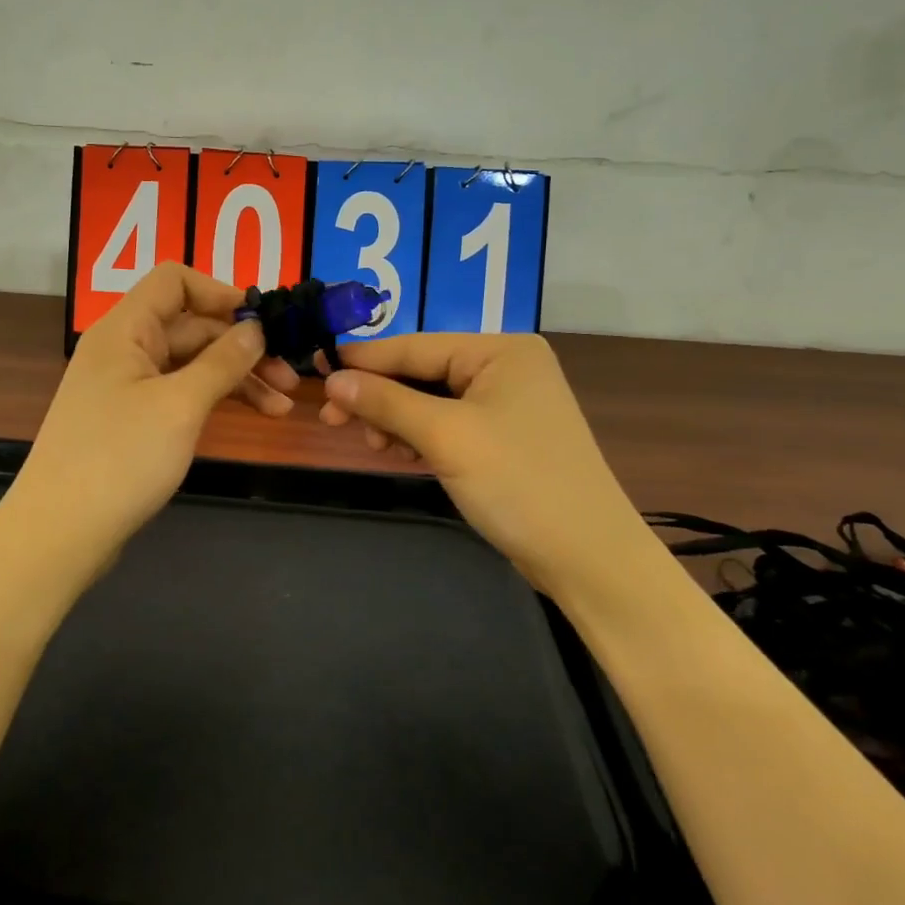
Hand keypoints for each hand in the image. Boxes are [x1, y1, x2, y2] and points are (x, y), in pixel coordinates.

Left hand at [11, 263, 299, 566]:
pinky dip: (216, 399)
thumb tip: (256, 328)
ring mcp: (128, 385)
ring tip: (283, 406)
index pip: (175, 280)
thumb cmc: (119, 459)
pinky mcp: (133, 419)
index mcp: (126, 329)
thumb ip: (222, 361)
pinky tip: (253, 416)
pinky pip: (181, 393)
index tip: (263, 321)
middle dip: (243, 346)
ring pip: (192, 363)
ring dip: (238, 377)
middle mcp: (125, 348)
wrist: (59, 534)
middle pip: (191, 326)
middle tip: (290, 378)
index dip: (221, 292)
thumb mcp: (180, 405)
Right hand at [319, 334, 633, 594]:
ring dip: (396, 420)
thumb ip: (387, 402)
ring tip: (371, 445)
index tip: (316, 369)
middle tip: (331, 420)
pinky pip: (448, 425)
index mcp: (501, 350)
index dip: (364, 360)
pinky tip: (397, 452)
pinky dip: (419, 437)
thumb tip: (332, 379)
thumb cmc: (518, 484)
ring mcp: (508, 404)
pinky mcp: (504, 438)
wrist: (588, 559)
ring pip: (431, 401)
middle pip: (422, 372)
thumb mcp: (446, 437)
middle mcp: (507, 368)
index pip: (416, 346)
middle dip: (379, 397)